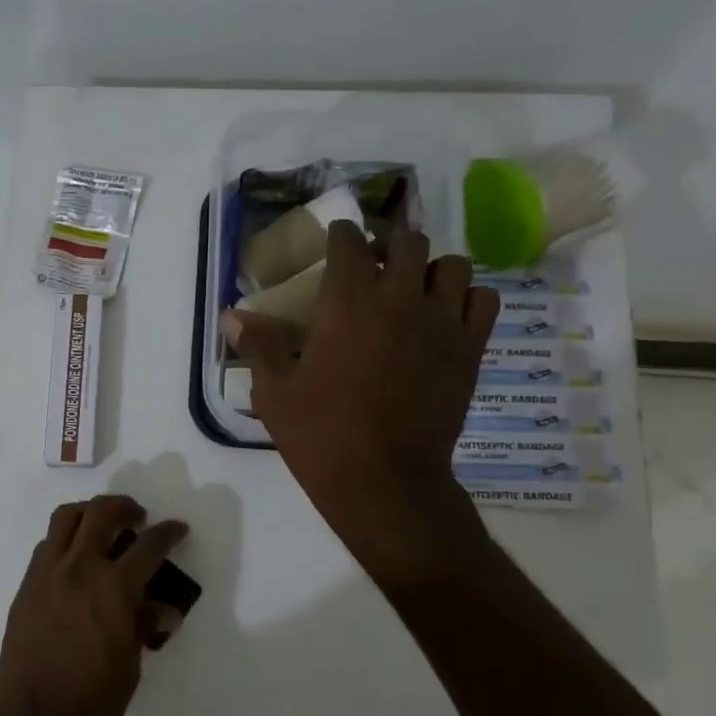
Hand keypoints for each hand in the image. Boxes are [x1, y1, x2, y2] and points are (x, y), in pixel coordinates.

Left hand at [0, 495, 186, 715]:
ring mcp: (45, 575)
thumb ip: (143, 625)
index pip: (148, 546)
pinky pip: (46, 547)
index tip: (177, 528)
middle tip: (138, 517)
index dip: (168, 533)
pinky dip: (65, 541)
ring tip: (103, 527)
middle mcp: (77, 569)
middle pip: (100, 513)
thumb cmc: (93, 704)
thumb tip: (162, 608)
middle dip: (125, 507)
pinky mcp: (25, 588)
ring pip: (65, 519)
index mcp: (112, 588)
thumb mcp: (131, 665)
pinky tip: (76, 562)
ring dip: (89, 513)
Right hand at [222, 224, 495, 579]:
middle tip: (373, 264)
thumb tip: (231, 316)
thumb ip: (259, 345)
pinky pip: (484, 300)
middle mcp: (400, 299)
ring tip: (413, 289)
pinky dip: (467, 298)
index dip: (341, 234)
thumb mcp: (275, 392)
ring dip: (430, 268)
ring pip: (453, 264)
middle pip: (407, 242)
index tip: (335, 240)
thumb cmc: (321, 434)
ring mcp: (442, 322)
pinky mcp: (470, 349)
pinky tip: (445, 316)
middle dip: (388, 244)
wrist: (385, 481)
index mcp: (348, 303)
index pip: (350, 241)